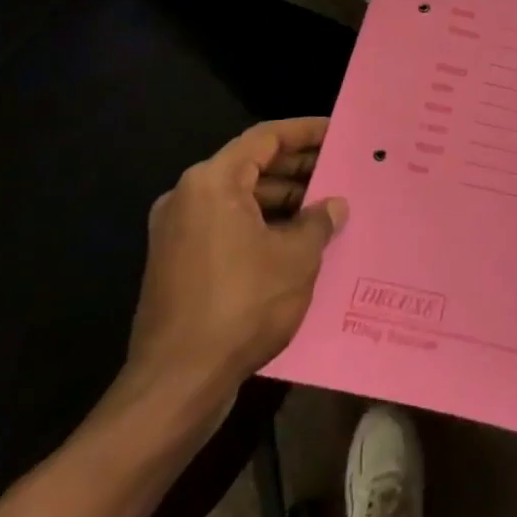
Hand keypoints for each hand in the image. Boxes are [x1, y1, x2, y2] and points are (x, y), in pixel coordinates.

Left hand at [120, 118, 346, 420]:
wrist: (176, 384)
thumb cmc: (241, 305)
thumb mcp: (296, 258)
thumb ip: (318, 221)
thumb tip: (333, 205)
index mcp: (212, 183)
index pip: (265, 138)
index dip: (305, 132)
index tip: (338, 132)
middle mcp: (188, 198)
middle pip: (251, 166)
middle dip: (297, 167)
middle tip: (340, 170)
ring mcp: (178, 233)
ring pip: (240, 198)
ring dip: (283, 199)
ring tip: (327, 207)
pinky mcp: (178, 264)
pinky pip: (227, 226)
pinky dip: (262, 225)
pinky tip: (298, 242)